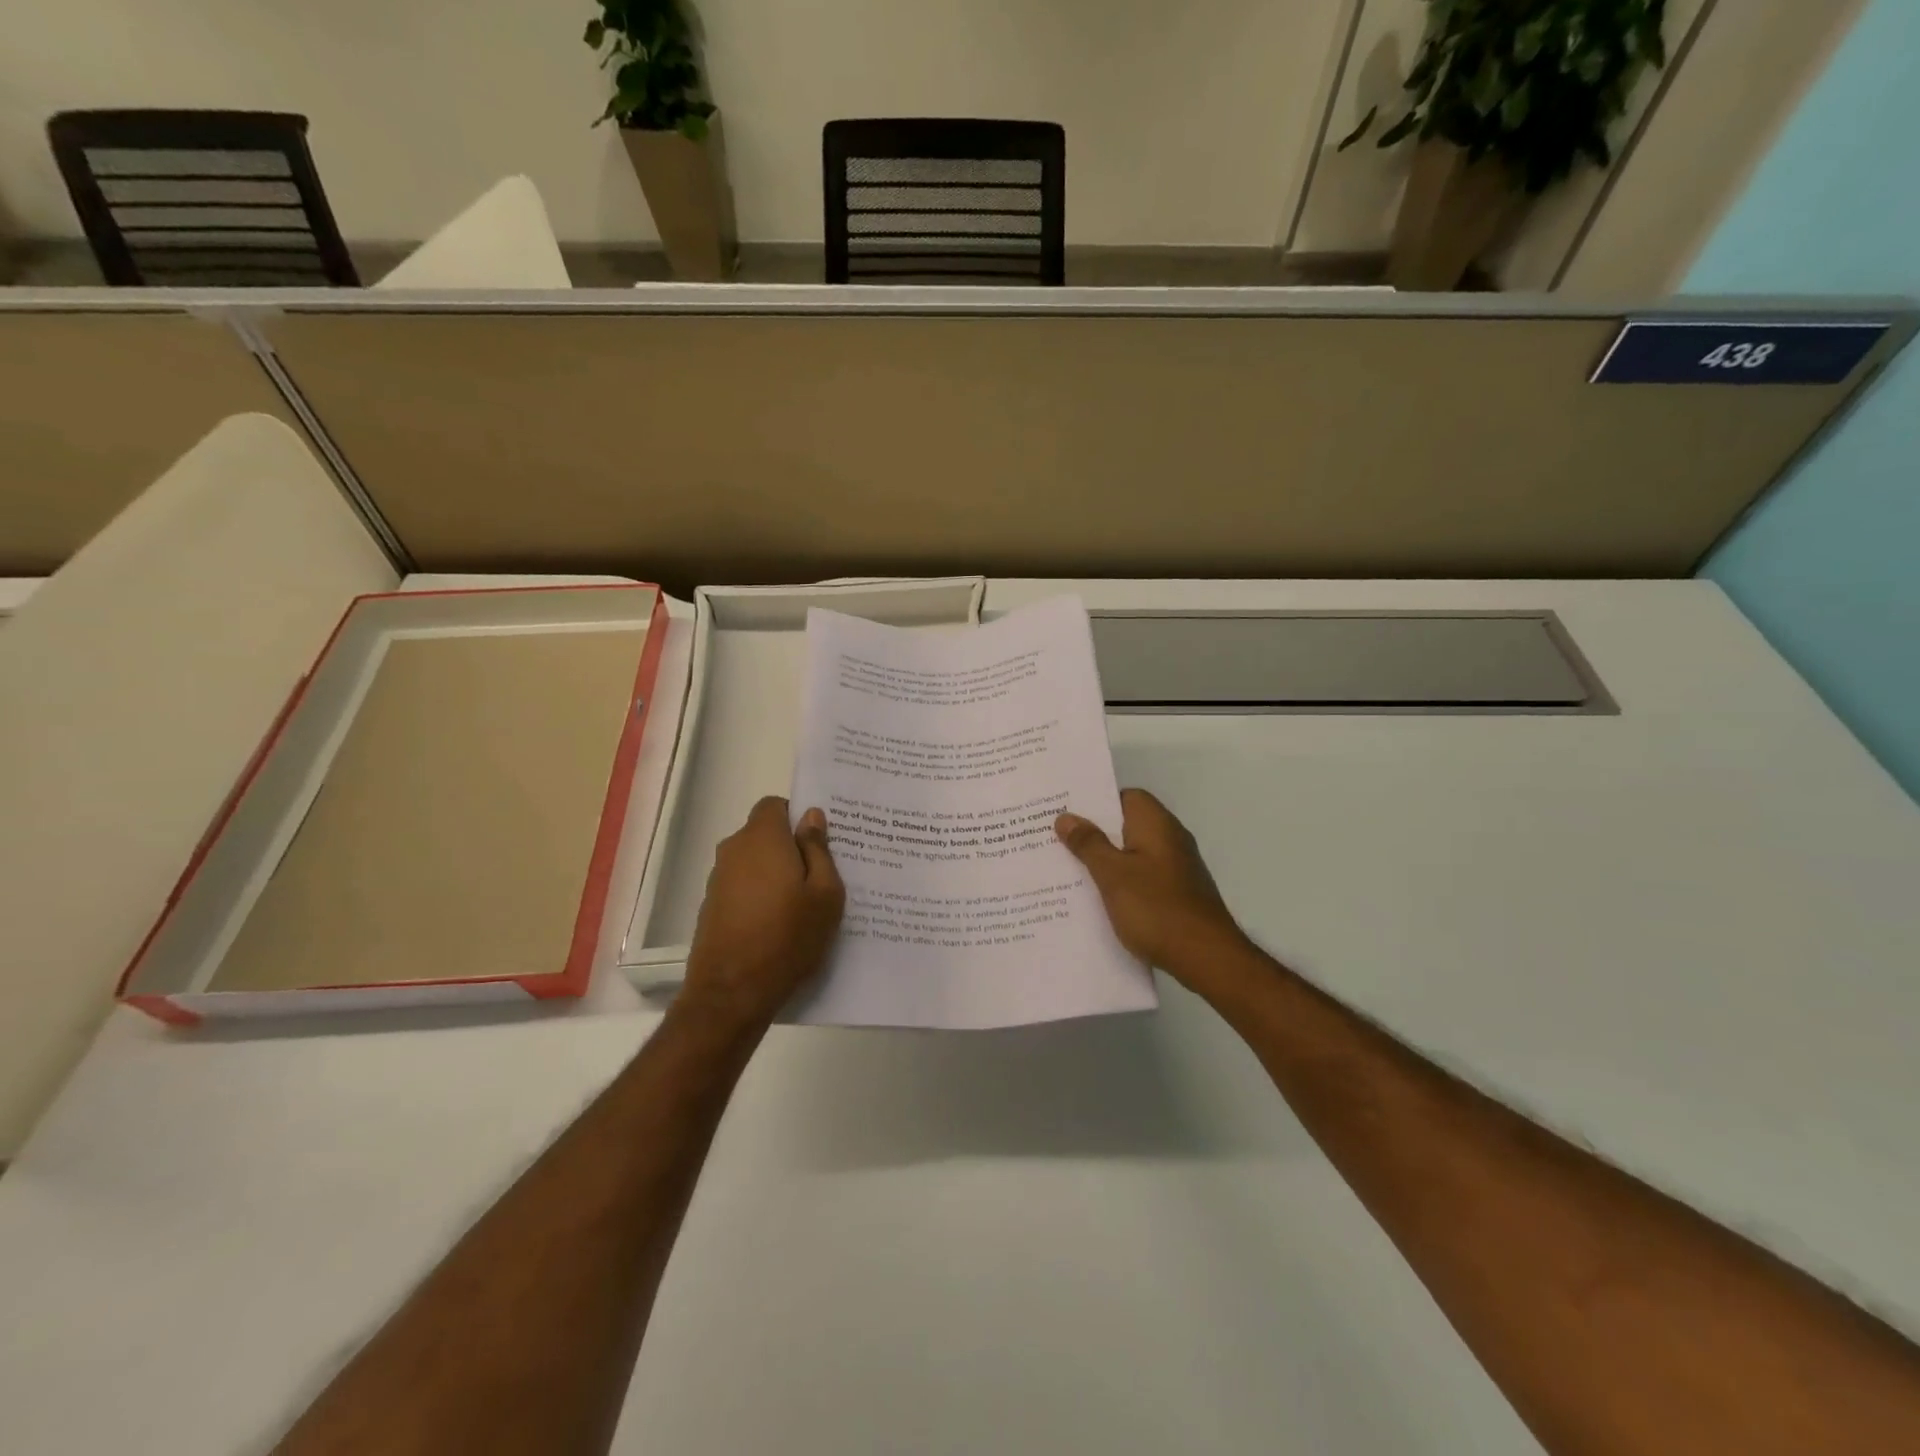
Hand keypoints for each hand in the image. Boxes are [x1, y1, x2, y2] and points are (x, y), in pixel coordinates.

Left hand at [681, 797, 844, 1031]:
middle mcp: (734, 850)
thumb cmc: (788, 937)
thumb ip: (818, 849)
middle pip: (764, 834)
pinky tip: (778, 924)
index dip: (797, 816)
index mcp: (762, 838)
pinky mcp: (712, 907)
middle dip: (790, 846)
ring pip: (753, 862)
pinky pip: (743, 886)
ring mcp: (718, 879)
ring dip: (775, 873)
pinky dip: (760, 895)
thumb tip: (810, 817)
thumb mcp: (825, 894)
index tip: (819, 841)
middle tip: (820, 874)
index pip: (775, 805)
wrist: (731, 993)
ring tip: (802, 904)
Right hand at [1056, 789, 1252, 991]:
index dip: (1096, 802)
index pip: (1125, 796)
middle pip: (1126, 825)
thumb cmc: (1156, 908)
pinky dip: (1122, 882)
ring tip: (1069, 869)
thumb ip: (1089, 843)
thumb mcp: (1112, 874)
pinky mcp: (1178, 893)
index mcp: (1156, 824)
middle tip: (1057, 841)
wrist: (1206, 958)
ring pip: (1133, 853)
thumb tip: (1067, 817)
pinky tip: (1099, 899)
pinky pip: (1142, 876)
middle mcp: (1170, 839)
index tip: (1066, 813)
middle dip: (1094, 833)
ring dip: (1106, 860)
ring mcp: (1176, 867)